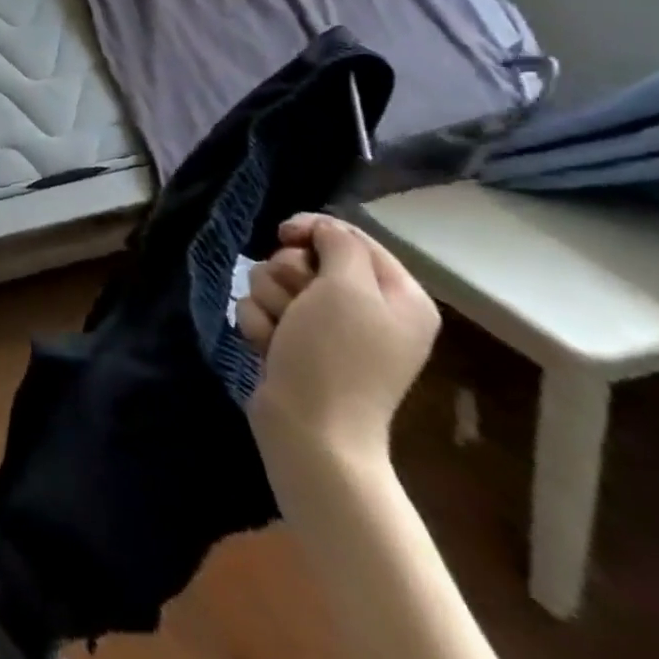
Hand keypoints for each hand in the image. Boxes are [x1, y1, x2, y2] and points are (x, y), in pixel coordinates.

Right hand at [238, 213, 439, 469]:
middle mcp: (366, 309)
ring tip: (281, 333)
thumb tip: (322, 229)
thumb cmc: (336, 356)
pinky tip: (270, 348)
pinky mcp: (294, 343)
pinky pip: (262, 310)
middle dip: (287, 274)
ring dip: (270, 302)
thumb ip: (339, 244)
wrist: (310, 429)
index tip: (284, 234)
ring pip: (275, 281)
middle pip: (306, 257)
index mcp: (398, 296)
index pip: (349, 235)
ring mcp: (327, 328)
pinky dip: (260, 325)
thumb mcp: (348, 289)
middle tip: (296, 302)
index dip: (313, 229)